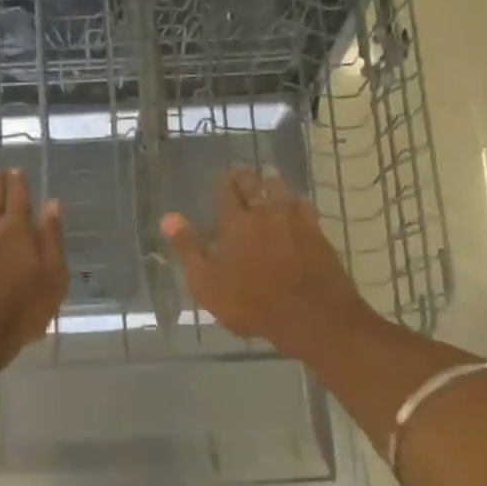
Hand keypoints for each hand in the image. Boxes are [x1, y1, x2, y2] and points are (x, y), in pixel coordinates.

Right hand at [161, 168, 369, 356]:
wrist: (311, 315)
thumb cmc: (251, 303)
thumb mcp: (207, 282)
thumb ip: (188, 249)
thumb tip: (168, 218)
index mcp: (235, 223)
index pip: (226, 193)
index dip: (222, 183)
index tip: (220, 177)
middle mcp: (265, 213)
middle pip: (254, 185)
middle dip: (245, 177)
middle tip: (241, 171)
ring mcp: (295, 221)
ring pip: (281, 191)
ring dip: (272, 181)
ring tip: (267, 176)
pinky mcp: (318, 233)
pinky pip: (305, 207)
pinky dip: (296, 200)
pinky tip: (296, 203)